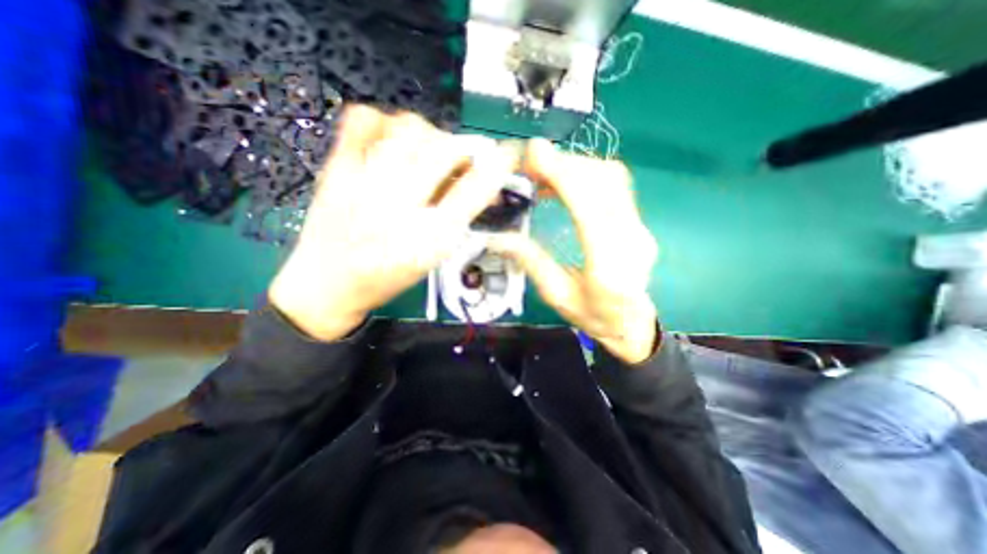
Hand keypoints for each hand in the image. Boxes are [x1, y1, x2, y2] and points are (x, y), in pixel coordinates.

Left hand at [269, 104, 517, 339]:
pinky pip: (362, 120)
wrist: (328, 284)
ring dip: (428, 135)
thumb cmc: (388, 277)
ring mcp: (363, 183)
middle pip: (443, 151)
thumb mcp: (434, 256)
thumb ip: (460, 218)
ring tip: (426, 152)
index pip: (472, 190)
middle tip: (460, 159)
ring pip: (408, 128)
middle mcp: (399, 207)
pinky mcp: (336, 169)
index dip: (496, 166)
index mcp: (429, 238)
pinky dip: (384, 121)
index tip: (506, 154)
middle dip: (462, 149)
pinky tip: (391, 142)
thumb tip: (485, 187)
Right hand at [488, 139, 656, 363]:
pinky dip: (586, 175)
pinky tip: (563, 184)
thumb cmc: (593, 316)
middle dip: (565, 164)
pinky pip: (614, 186)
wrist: (631, 324)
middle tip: (531, 164)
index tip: (535, 153)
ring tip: (543, 173)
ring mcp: (640, 227)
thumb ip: (531, 262)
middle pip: (604, 183)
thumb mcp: (556, 296)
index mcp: (608, 266)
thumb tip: (499, 237)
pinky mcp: (638, 222)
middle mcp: (631, 239)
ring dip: (575, 167)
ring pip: (612, 178)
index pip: (589, 208)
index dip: (563, 175)